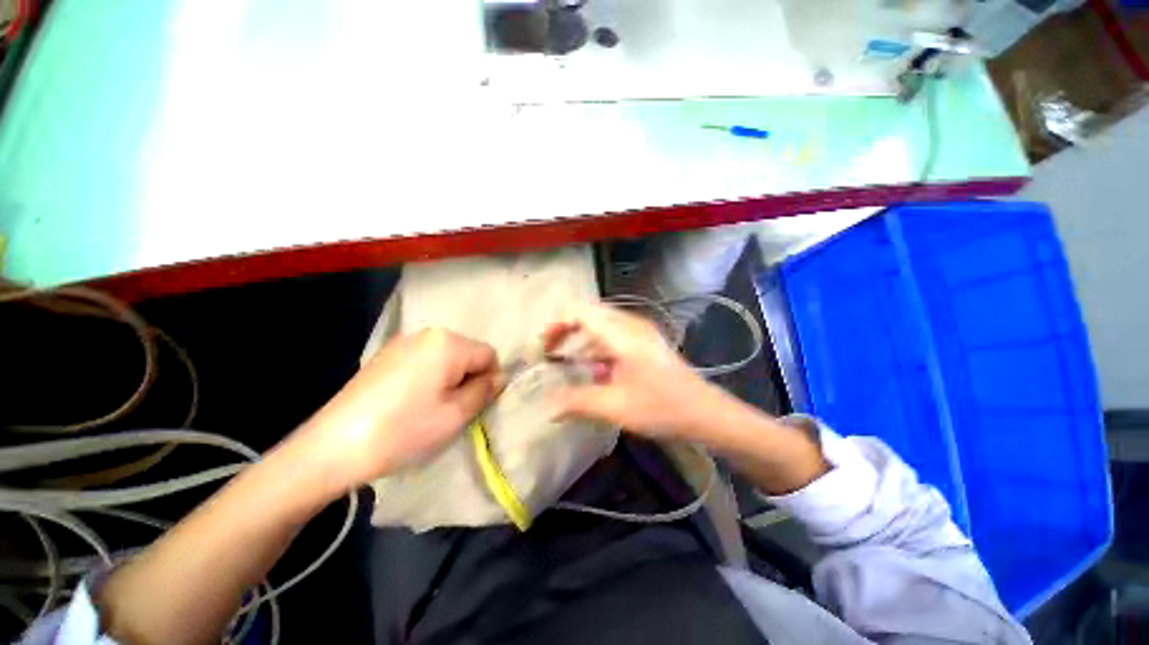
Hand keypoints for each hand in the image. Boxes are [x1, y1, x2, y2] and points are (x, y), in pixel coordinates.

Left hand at [297, 328, 502, 492]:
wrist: (332, 447)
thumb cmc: (403, 431)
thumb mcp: (455, 415)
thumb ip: (485, 391)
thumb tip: (500, 377)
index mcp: (448, 343)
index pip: (489, 355)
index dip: (489, 380)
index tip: (474, 405)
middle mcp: (428, 333)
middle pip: (467, 353)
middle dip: (468, 378)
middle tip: (452, 409)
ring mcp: (403, 342)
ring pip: (446, 358)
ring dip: (449, 379)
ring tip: (429, 408)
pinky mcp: (386, 355)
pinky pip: (424, 361)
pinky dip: (428, 378)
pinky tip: (409, 402)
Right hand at [544, 303, 725, 441]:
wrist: (707, 413)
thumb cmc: (662, 408)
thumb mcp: (615, 407)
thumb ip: (577, 403)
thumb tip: (547, 407)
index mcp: (622, 334)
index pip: (580, 312)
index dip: (557, 325)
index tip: (544, 348)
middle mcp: (631, 325)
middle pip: (589, 314)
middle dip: (566, 330)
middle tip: (551, 353)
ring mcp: (641, 332)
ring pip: (601, 325)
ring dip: (582, 340)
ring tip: (567, 362)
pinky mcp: (646, 343)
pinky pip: (614, 336)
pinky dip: (598, 348)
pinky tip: (596, 371)